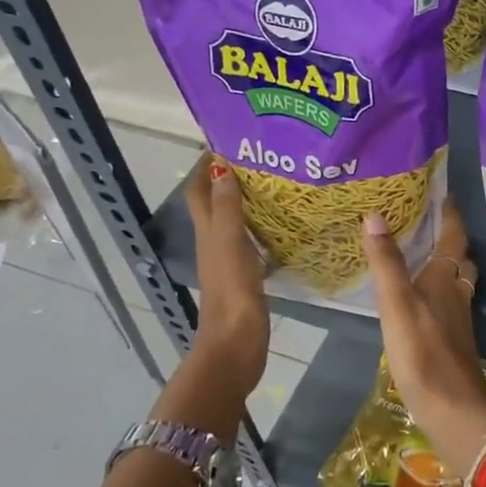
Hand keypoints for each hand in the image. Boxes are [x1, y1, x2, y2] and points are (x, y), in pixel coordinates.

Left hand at [185, 154, 268, 391]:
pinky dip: (264, 230)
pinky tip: (285, 227)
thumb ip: (228, 208)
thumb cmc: (232, 292)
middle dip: (230, 178)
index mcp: (208, 233)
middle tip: (262, 158)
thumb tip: (222, 167)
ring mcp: (231, 262)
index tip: (228, 140)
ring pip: (236, 222)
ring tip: (277, 184)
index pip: (200, 191)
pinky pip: (253, 243)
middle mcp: (215, 243)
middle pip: (217, 203)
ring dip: (248, 202)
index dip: (206, 166)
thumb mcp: (230, 244)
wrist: (235, 346)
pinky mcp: (247, 278)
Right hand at [362, 201, 485, 467]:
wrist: (451, 408)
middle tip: (436, 224)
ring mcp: (457, 320)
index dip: (451, 216)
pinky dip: (441, 293)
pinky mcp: (452, 342)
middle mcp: (456, 295)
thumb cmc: (422, 352)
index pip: (453, 238)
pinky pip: (450, 305)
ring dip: (449, 267)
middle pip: (461, 261)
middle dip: (453, 241)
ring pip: (458, 283)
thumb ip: (386, 263)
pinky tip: (425, 302)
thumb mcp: (396, 304)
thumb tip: (375, 216)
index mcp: (445, 280)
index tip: (447, 196)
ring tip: (429, 258)